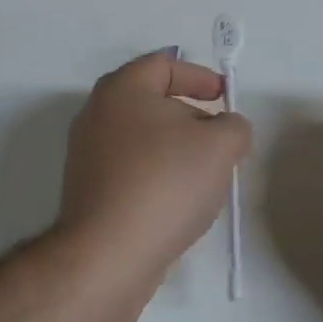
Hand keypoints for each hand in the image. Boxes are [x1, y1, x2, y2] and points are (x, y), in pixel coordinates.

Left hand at [59, 51, 252, 277]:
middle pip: (153, 102)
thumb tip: (228, 129)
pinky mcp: (88, 192)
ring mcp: (88, 155)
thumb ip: (234, 127)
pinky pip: (131, 170)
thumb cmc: (164, 183)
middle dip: (192, 116)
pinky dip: (158, 175)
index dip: (200, 76)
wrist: (107, 256)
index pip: (164, 64)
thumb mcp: (219, 146)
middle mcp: (97, 114)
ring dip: (177, 150)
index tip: (225, 98)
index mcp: (122, 89)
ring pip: (143, 139)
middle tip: (221, 139)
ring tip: (206, 175)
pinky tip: (179, 202)